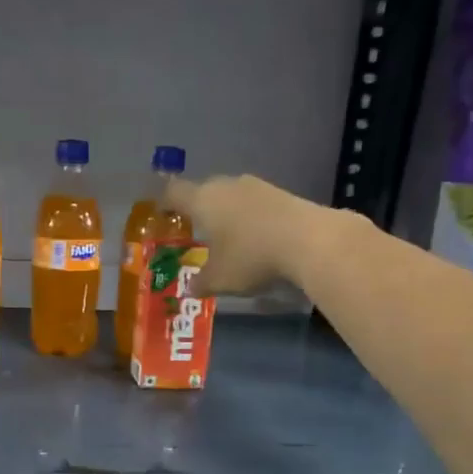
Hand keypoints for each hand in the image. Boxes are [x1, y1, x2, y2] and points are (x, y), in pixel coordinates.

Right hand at [162, 174, 330, 295]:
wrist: (310, 241)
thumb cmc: (250, 257)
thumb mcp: (219, 279)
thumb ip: (201, 282)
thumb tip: (191, 288)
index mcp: (203, 200)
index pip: (173, 193)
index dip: (164, 203)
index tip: (162, 215)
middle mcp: (226, 186)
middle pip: (203, 191)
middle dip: (197, 210)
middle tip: (195, 231)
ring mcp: (257, 187)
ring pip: (231, 196)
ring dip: (226, 213)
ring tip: (226, 237)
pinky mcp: (281, 194)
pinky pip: (254, 204)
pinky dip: (249, 218)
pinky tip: (254, 238)